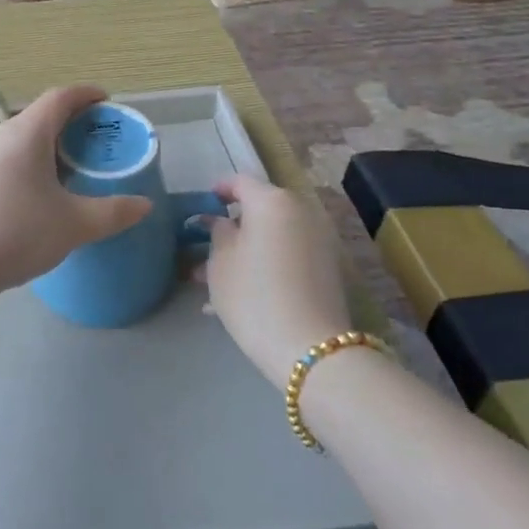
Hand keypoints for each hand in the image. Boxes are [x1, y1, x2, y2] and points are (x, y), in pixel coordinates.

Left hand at [0, 87, 151, 298]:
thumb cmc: (13, 232)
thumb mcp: (73, 225)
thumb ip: (113, 213)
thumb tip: (144, 205)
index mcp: (27, 133)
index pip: (61, 97)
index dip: (87, 95)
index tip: (108, 103)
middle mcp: (0, 136)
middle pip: (40, 117)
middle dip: (71, 124)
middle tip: (97, 144)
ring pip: (21, 141)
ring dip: (48, 148)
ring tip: (71, 172)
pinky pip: (6, 161)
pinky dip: (29, 166)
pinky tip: (37, 197)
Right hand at [203, 176, 351, 382]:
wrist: (310, 347)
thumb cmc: (253, 295)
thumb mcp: (221, 262)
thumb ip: (217, 232)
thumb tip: (220, 220)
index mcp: (271, 201)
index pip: (240, 181)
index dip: (218, 189)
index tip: (201, 205)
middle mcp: (300, 211)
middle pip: (260, 209)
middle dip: (232, 226)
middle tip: (205, 247)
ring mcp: (318, 239)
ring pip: (273, 236)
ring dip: (247, 249)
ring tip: (216, 279)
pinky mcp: (327, 267)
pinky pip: (288, 254)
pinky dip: (266, 263)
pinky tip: (243, 293)